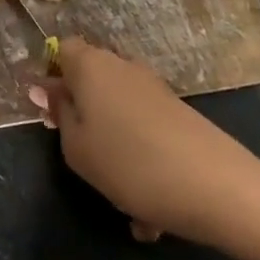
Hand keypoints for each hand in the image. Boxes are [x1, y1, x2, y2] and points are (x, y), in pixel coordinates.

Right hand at [27, 39, 259, 246]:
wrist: (214, 185)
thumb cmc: (128, 163)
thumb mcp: (77, 147)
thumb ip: (59, 114)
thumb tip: (46, 87)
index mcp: (92, 66)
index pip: (63, 49)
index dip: (52, 76)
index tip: (51, 113)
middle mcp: (123, 66)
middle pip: (91, 81)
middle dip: (82, 114)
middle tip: (79, 153)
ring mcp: (153, 88)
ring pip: (117, 113)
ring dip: (112, 146)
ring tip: (120, 195)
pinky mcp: (177, 112)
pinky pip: (143, 132)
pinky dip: (139, 160)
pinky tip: (148, 210)